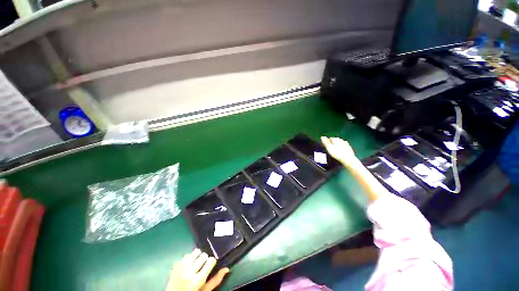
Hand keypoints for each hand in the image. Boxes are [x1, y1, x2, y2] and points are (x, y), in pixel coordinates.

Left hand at [166, 249, 229, 290]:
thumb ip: (215, 280)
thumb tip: (227, 269)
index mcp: (198, 280)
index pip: (211, 260)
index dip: (211, 262)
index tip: (210, 266)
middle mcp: (190, 272)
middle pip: (204, 255)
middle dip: (204, 259)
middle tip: (202, 266)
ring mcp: (181, 268)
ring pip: (195, 252)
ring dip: (197, 256)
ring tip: (195, 263)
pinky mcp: (175, 265)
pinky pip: (186, 255)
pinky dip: (188, 258)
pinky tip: (187, 265)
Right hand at [321, 136, 356, 165]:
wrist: (348, 159)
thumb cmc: (337, 153)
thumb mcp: (329, 148)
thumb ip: (325, 142)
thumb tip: (322, 137)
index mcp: (335, 139)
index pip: (330, 138)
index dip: (327, 142)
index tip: (325, 146)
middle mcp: (341, 140)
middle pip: (335, 140)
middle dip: (332, 143)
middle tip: (329, 149)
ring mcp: (346, 144)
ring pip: (340, 143)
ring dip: (337, 145)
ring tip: (334, 151)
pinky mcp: (349, 148)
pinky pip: (344, 147)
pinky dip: (341, 148)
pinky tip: (340, 151)